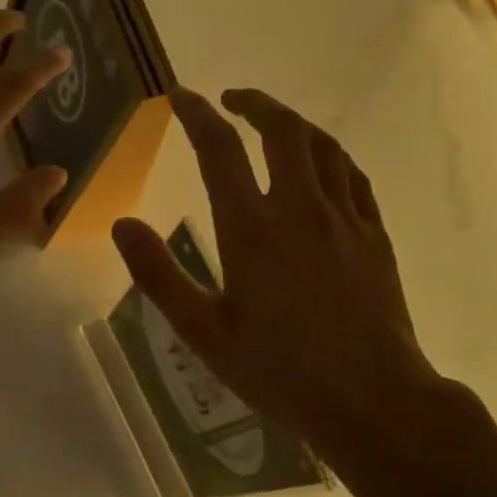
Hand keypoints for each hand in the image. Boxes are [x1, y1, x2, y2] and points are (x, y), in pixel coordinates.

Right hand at [111, 87, 447, 454]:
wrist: (373, 399)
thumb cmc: (280, 370)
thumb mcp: (204, 332)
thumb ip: (159, 275)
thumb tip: (123, 224)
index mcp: (251, 230)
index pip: (220, 150)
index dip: (197, 114)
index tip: (180, 96)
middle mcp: (299, 209)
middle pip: (282, 130)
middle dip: (254, 103)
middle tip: (232, 100)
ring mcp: (344, 218)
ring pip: (322, 145)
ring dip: (293, 123)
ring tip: (272, 123)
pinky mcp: (374, 234)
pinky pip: (352, 175)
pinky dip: (329, 155)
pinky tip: (320, 164)